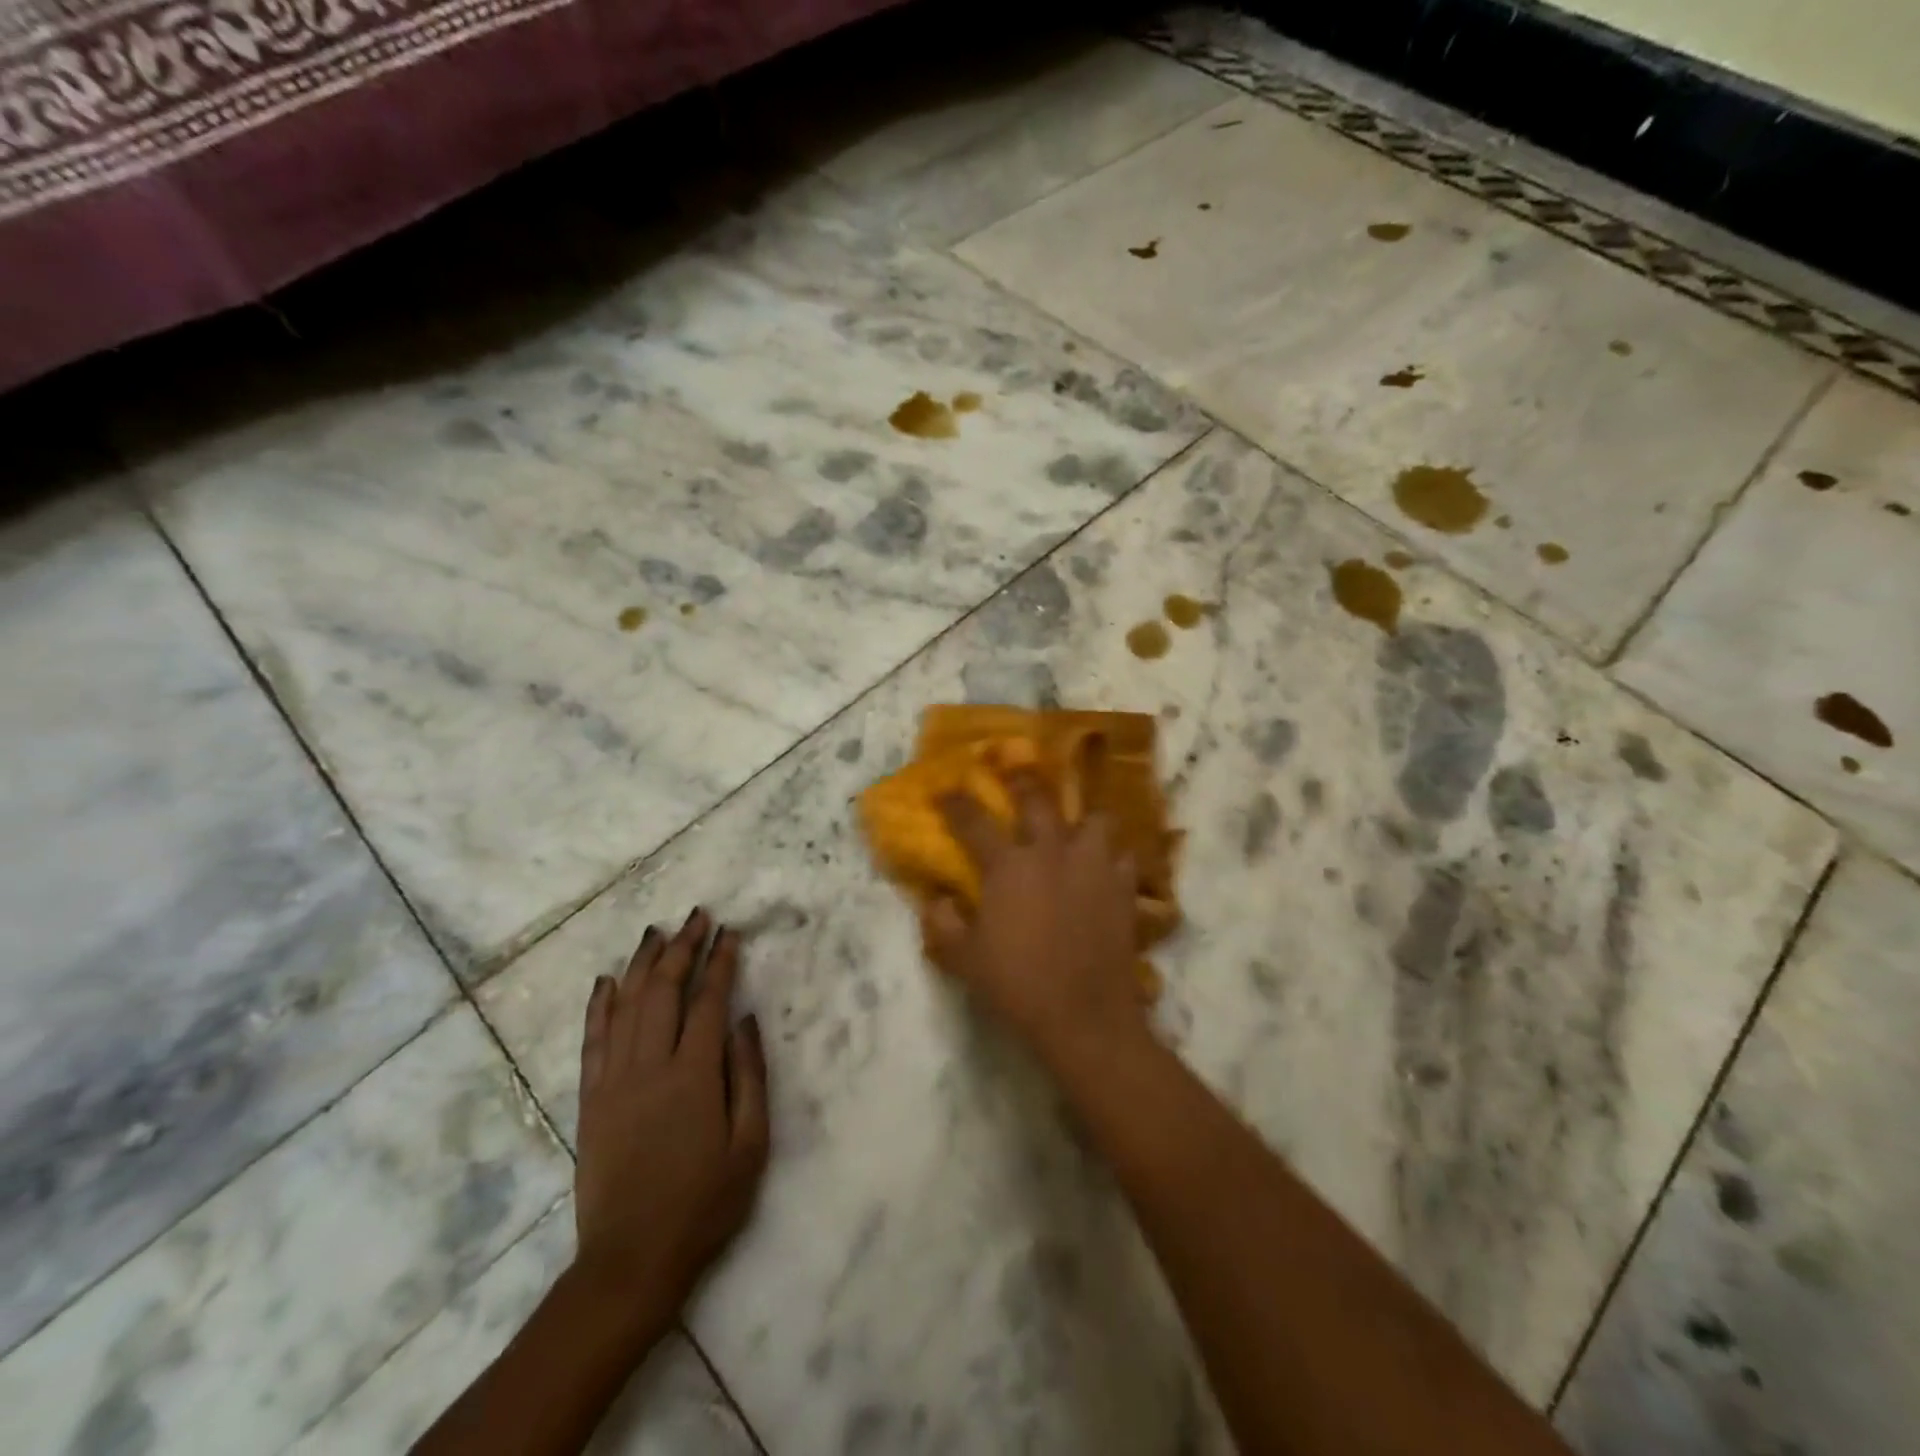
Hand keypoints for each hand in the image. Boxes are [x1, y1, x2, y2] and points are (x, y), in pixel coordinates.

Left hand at [572, 909, 769, 1333]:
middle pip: (663, 990)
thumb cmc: (704, 1204)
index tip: (731, 933)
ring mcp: (614, 1080)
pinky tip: (606, 980)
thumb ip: (750, 1076)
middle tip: (696, 917)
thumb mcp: (750, 1145)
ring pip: (626, 1005)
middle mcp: (650, 1066)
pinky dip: (599, 1005)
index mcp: (694, 1076)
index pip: (708, 1001)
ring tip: (656, 931)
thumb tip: (745, 1020)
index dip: (720, 962)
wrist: (631, 1261)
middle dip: (682, 948)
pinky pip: (593, 1039)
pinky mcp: (591, 1099)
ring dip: (641, 963)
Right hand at [929, 775, 1148, 1069]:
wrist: (1083, 1016)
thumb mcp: (964, 960)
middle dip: (1022, 781)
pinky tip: (1106, 867)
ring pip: (1094, 820)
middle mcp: (1051, 853)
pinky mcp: (1123, 887)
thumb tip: (936, 900)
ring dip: (1082, 820)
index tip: (946, 788)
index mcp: (1008, 867)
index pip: (973, 821)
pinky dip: (1113, 856)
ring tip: (1076, 828)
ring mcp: (1093, 866)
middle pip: (1037, 799)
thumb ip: (943, 924)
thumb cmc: (1017, 986)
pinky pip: (1123, 856)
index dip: (956, 802)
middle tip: (1016, 771)